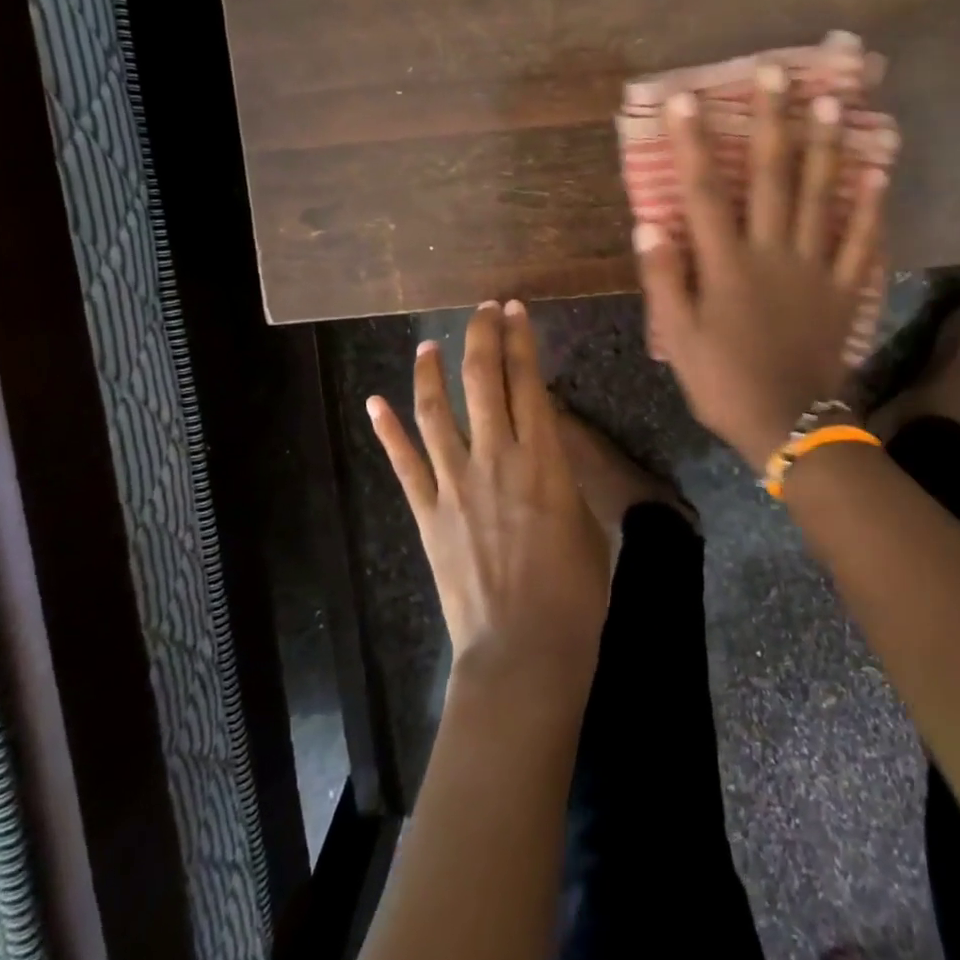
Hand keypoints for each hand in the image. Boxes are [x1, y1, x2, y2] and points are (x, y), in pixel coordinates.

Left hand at [368, 300, 609, 696]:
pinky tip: (376, 403)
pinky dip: (388, 431)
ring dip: (431, 372)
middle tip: (481, 310)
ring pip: (436, 412)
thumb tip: (544, 449)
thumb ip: (560, 475)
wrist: (523, 649)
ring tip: (428, 345)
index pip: (529, 381)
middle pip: (482, 381)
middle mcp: (495, 458)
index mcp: (543, 459)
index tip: (515, 310)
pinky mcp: (427, 513)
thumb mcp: (582, 520)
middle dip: (481, 337)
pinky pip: (404, 464)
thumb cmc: (573, 590)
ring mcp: (455, 483)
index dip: (521, 340)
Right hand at [635, 70, 891, 472]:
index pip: (706, 193)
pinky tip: (879, 171)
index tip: (686, 99)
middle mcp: (774, 254)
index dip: (693, 144)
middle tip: (777, 71)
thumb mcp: (679, 340)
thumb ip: (664, 280)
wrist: (790, 426)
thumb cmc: (725, 383)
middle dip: (772, 122)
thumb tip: (649, 224)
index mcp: (727, 266)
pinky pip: (861, 242)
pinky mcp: (845, 290)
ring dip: (826, 146)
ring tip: (833, 100)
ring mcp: (816, 269)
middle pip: (774, 178)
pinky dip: (871, 206)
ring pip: (822, 197)